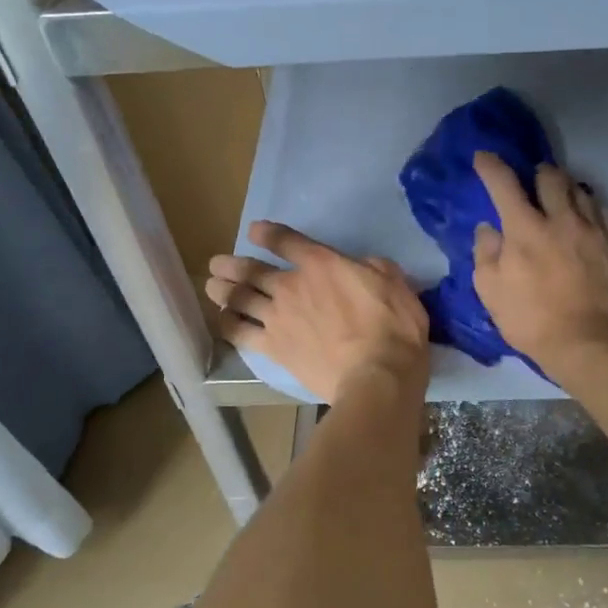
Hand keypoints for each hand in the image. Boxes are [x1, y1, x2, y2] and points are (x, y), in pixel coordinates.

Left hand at [207, 221, 429, 402]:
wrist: (376, 376)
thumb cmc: (393, 328)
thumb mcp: (396, 284)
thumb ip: (375, 268)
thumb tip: (365, 266)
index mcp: (322, 264)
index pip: (286, 241)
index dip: (268, 233)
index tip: (255, 231)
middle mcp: (292, 285)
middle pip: (252, 270)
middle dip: (232, 265)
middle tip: (217, 264)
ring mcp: (278, 318)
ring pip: (240, 298)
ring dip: (222, 290)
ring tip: (211, 286)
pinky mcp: (274, 348)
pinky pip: (241, 333)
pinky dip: (228, 325)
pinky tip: (222, 321)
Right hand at [471, 152, 607, 372]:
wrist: (592, 343)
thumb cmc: (533, 321)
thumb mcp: (491, 292)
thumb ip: (486, 254)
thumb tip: (488, 228)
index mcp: (525, 229)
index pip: (504, 184)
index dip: (490, 166)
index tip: (483, 158)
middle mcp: (561, 219)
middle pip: (550, 177)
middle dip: (537, 173)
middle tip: (532, 181)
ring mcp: (593, 230)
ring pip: (580, 190)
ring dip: (566, 188)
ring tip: (560, 199)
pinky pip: (604, 212)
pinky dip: (591, 208)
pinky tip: (587, 219)